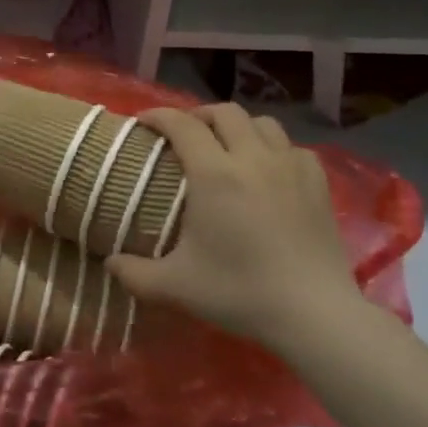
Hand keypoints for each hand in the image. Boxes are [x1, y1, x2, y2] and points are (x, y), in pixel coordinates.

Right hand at [105, 106, 367, 354]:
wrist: (314, 313)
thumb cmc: (240, 292)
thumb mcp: (175, 286)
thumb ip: (134, 273)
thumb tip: (109, 263)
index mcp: (214, 174)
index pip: (182, 125)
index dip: (158, 116)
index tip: (143, 122)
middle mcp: (253, 158)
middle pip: (224, 113)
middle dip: (198, 115)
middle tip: (183, 134)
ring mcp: (290, 167)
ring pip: (262, 122)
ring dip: (238, 126)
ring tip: (226, 146)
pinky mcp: (318, 183)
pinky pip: (291, 147)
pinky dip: (273, 148)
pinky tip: (267, 169)